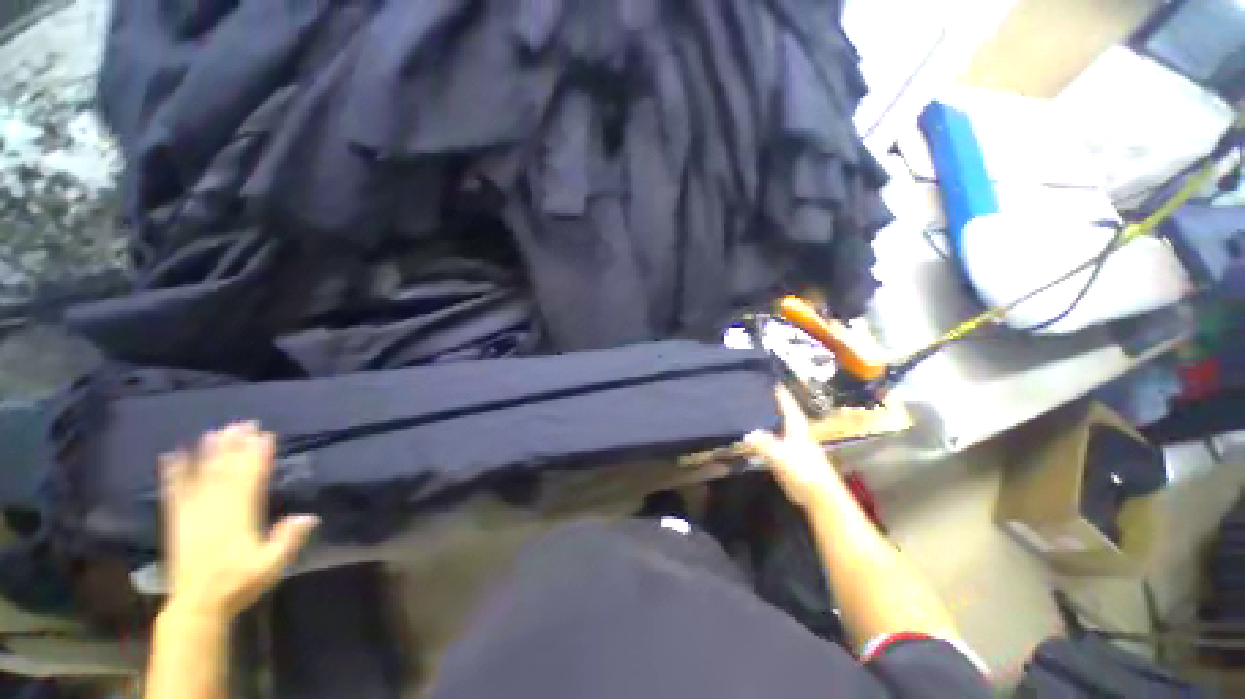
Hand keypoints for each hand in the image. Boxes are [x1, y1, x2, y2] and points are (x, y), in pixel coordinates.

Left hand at [160, 423, 318, 618]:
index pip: (250, 480)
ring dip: (209, 453)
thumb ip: (287, 541)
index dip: (258, 457)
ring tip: (216, 432)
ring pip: (202, 477)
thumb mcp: (271, 567)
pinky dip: (173, 474)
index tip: (265, 436)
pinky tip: (171, 456)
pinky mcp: (177, 521)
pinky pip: (174, 493)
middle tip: (243, 424)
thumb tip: (308, 516)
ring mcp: (193, 514)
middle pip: (226, 472)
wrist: (197, 605)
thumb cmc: (239, 584)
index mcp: (240, 518)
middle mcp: (215, 510)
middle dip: (235, 447)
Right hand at [745, 388, 841, 507]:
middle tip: (750, 391)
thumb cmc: (804, 471)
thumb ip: (764, 444)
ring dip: (764, 416)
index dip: (778, 390)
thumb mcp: (781, 456)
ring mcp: (792, 442)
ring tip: (747, 408)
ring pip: (776, 424)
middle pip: (780, 410)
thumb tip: (747, 433)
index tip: (766, 378)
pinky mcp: (789, 455)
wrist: (820, 496)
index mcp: (796, 425)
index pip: (786, 402)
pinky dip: (763, 432)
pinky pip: (772, 437)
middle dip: (768, 401)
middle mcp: (795, 430)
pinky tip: (752, 433)